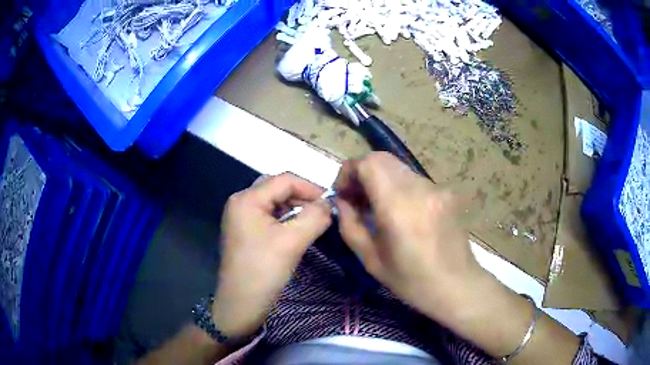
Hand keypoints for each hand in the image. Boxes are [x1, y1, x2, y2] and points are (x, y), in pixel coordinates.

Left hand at [212, 173, 331, 337]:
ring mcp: (240, 217)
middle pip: (277, 188)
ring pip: (273, 202)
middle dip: (302, 197)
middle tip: (322, 211)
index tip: (331, 203)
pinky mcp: (244, 231)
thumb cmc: (263, 270)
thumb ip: (315, 217)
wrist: (241, 304)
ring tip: (313, 220)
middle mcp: (240, 202)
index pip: (284, 180)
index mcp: (247, 199)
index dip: (310, 188)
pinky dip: (285, 218)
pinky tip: (297, 230)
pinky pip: (268, 216)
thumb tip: (329, 204)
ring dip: (295, 208)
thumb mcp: (293, 241)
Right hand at [335, 152, 486, 323]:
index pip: (368, 163)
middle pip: (382, 159)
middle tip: (357, 199)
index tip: (343, 193)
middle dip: (362, 173)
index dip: (349, 172)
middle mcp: (419, 188)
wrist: (457, 285)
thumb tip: (341, 201)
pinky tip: (401, 212)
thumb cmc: (411, 281)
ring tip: (377, 207)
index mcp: (398, 207)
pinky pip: (414, 180)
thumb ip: (350, 225)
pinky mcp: (446, 192)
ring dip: (381, 180)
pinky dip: (399, 187)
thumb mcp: (371, 259)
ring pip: (398, 168)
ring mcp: (436, 188)